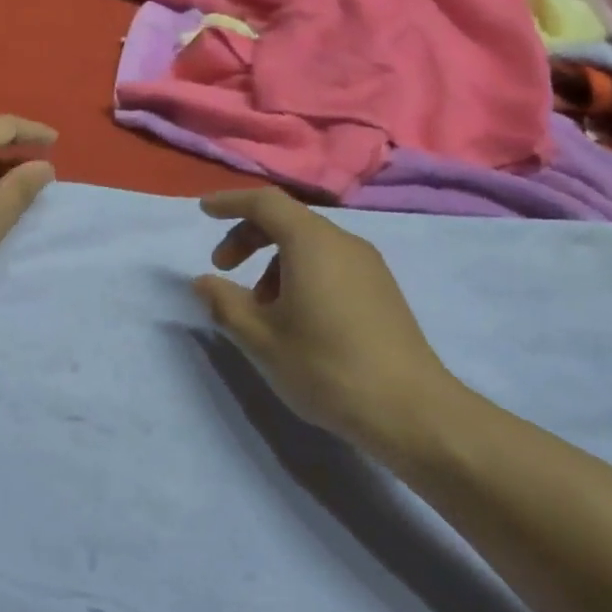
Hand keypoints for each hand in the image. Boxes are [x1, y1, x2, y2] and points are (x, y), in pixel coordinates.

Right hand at [193, 188, 470, 463]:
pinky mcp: (381, 289)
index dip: (230, 202)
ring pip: (310, 244)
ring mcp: (368, 265)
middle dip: (248, 237)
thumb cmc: (324, 366)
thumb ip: (225, 303)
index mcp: (312, 243)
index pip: (265, 202)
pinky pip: (330, 263)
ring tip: (260, 308)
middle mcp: (343, 243)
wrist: (409, 409)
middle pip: (288, 220)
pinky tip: (295, 318)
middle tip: (223, 269)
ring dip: (274, 262)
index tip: (204, 212)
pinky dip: (300, 274)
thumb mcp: (260, 338)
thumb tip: (202, 282)